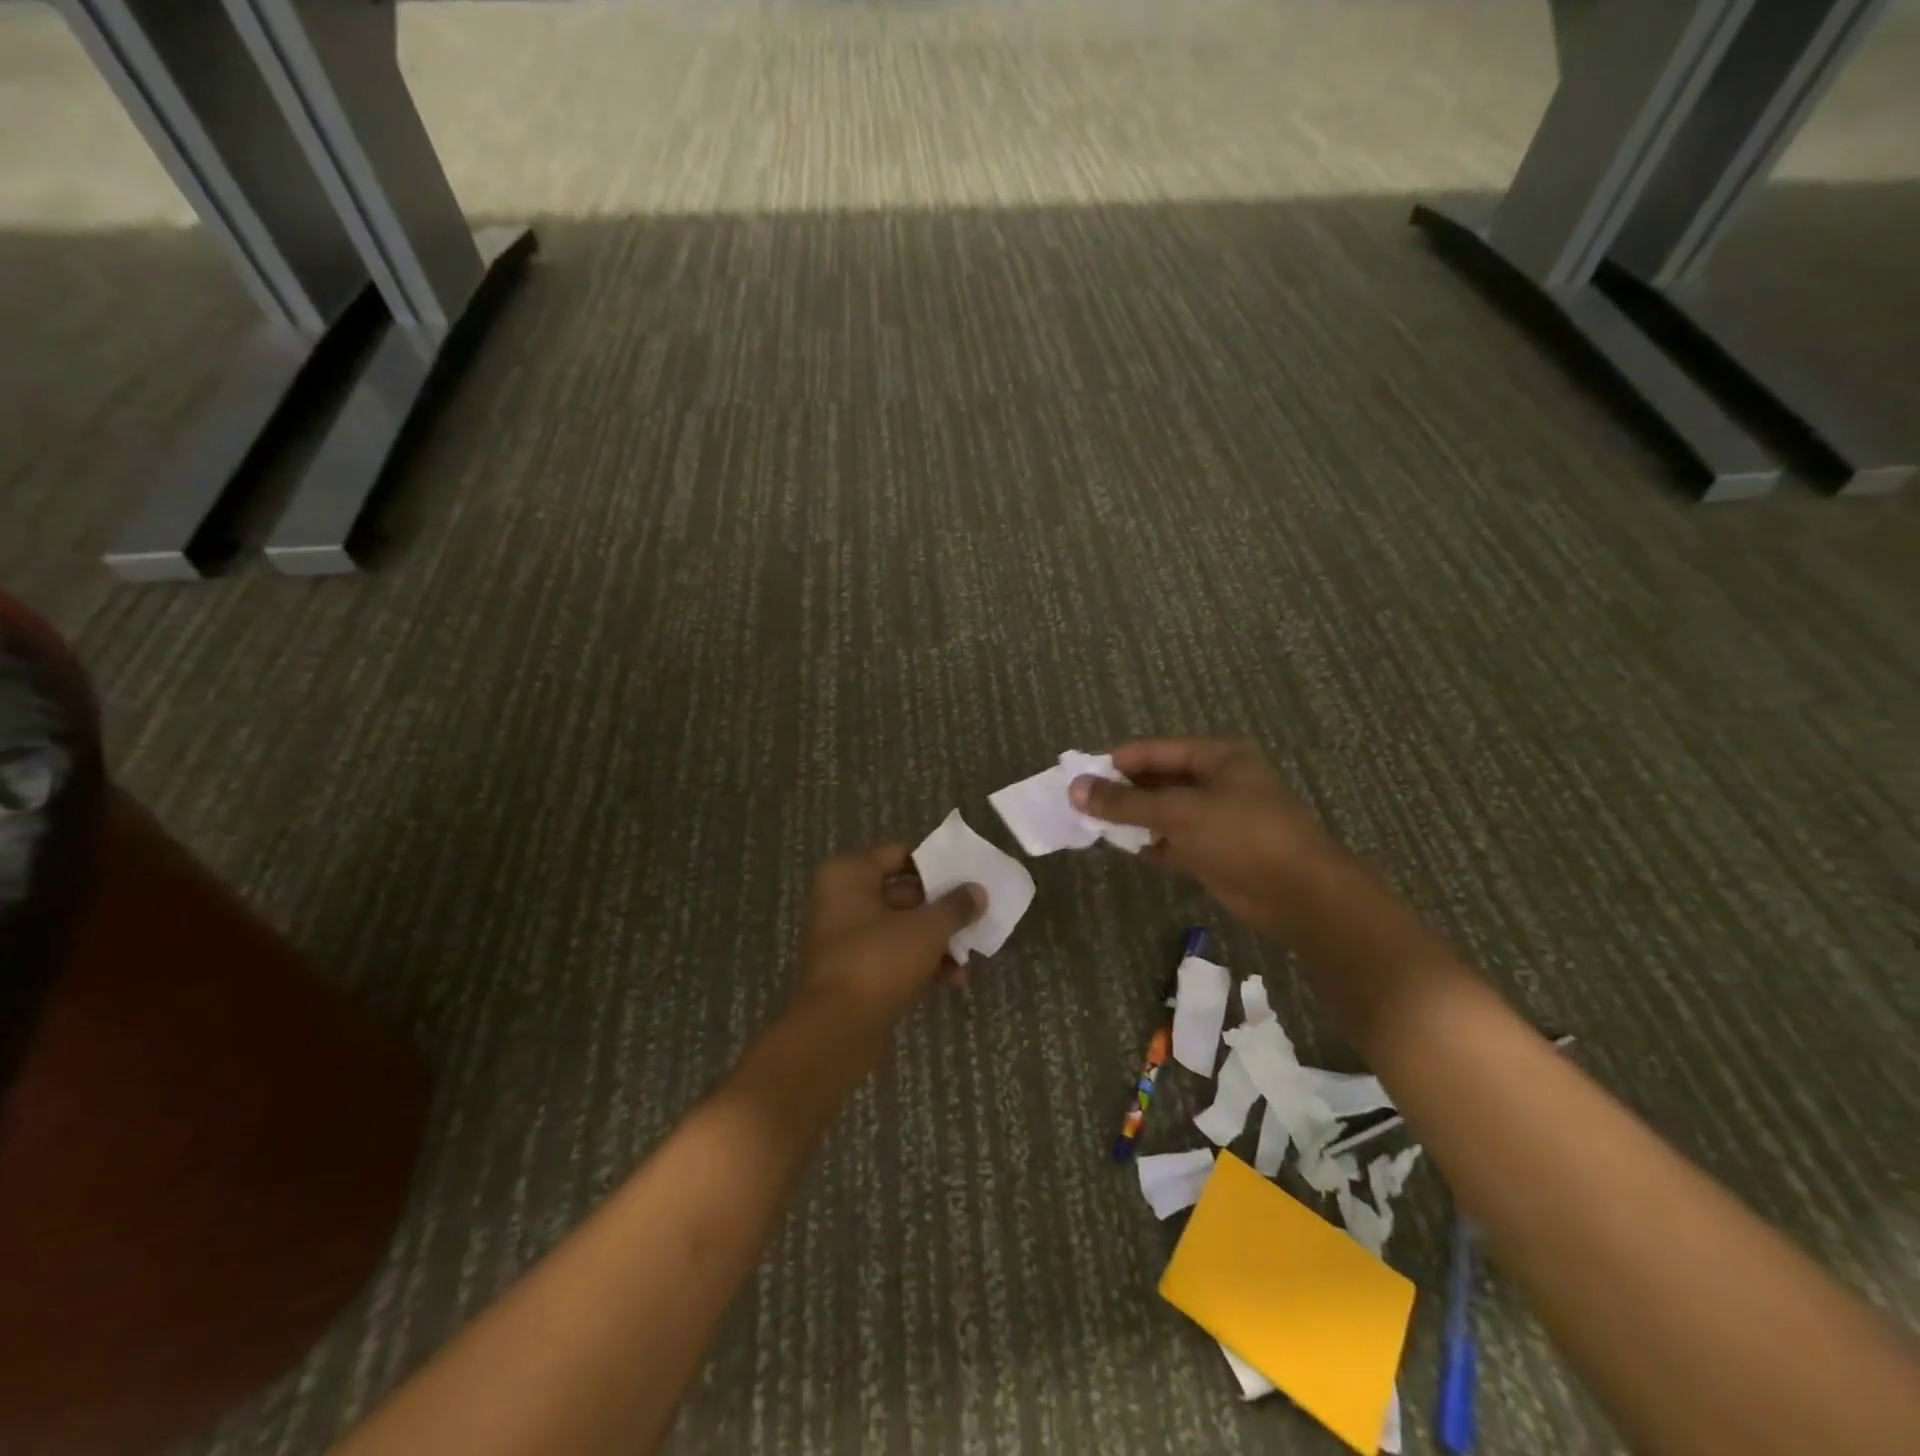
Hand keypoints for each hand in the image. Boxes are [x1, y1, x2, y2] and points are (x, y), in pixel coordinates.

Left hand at [795, 843, 984, 1019]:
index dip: (933, 864)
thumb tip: (978, 891)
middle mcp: (839, 899)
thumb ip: (955, 906)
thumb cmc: (879, 960)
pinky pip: (889, 955)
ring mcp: (841, 937)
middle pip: (900, 893)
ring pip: (898, 928)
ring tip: (967, 958)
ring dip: (934, 941)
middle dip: (939, 909)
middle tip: (973, 916)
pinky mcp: (849, 972)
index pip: (897, 854)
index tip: (964, 876)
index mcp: (848, 874)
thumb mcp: (927, 929)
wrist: (836, 1029)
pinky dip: (918, 963)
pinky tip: (951, 981)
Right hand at [1070, 737, 1339, 937]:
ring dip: (1134, 819)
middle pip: (1158, 780)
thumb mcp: (1179, 812)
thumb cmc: (1242, 835)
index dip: (1116, 762)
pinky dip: (1152, 844)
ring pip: (1164, 812)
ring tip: (1092, 825)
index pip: (1154, 751)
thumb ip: (1125, 802)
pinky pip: (1174, 840)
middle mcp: (1218, 781)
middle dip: (1122, 792)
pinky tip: (1124, 848)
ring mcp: (1218, 818)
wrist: (1299, 895)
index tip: (1077, 775)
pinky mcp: (1216, 851)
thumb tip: (1075, 789)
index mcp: (1218, 756)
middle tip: (1080, 803)